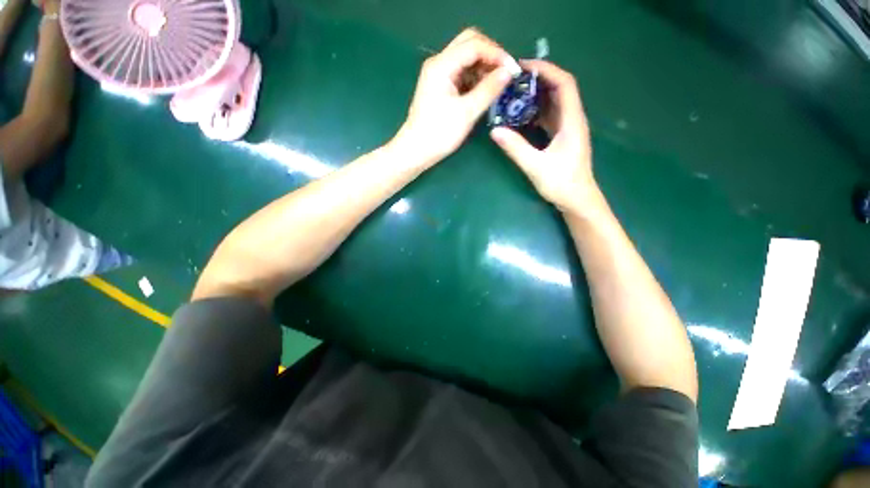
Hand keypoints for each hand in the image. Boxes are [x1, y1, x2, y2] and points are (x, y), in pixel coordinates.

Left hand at [394, 28, 513, 165]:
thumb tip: (509, 72)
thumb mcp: (467, 112)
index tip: (513, 70)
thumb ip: (489, 89)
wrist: (416, 151)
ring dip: (484, 67)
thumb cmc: (439, 133)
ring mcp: (439, 75)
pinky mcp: (441, 87)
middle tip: (505, 73)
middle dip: (491, 55)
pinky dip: (475, 78)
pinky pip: (462, 74)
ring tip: (498, 84)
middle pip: (469, 44)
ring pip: (466, 59)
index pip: (474, 45)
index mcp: (442, 65)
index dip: (497, 54)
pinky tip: (485, 91)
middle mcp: (439, 64)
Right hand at [490, 60, 595, 212]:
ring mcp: (568, 128)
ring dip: (537, 95)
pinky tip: (521, 114)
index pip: (564, 84)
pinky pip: (550, 116)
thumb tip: (494, 131)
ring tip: (515, 93)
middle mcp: (573, 119)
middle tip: (514, 80)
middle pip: (560, 89)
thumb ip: (515, 148)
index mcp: (572, 121)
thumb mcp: (535, 166)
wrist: (577, 200)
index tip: (524, 67)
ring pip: (555, 102)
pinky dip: (537, 111)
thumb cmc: (561, 183)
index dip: (546, 70)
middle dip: (539, 80)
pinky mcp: (562, 137)